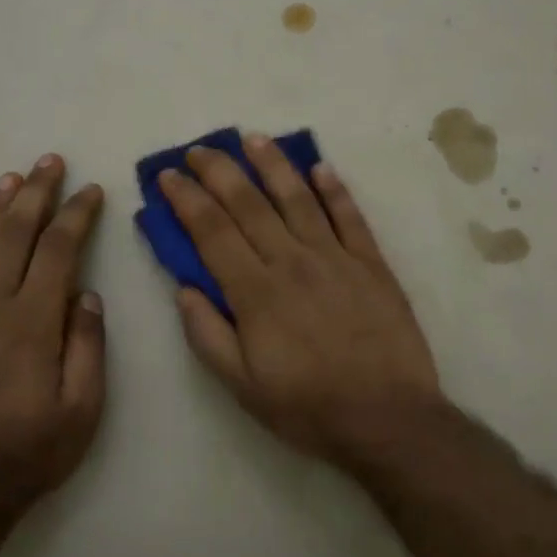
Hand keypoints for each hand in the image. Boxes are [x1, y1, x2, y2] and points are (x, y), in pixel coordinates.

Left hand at [0, 154, 106, 501]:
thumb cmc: (33, 450)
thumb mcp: (83, 408)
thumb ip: (87, 345)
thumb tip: (86, 296)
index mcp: (33, 324)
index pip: (58, 251)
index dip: (76, 216)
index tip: (91, 191)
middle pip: (14, 235)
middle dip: (36, 194)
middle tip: (50, 162)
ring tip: (13, 178)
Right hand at [158, 138, 442, 466]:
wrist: (388, 418)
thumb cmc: (308, 407)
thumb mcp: (242, 386)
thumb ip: (208, 335)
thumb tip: (183, 288)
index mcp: (256, 292)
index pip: (212, 232)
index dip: (186, 199)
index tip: (168, 176)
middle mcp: (292, 262)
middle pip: (248, 204)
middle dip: (218, 171)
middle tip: (198, 149)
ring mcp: (336, 258)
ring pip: (298, 198)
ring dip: (272, 164)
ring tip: (252, 138)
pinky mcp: (372, 263)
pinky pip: (350, 216)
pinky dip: (334, 189)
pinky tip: (320, 167)